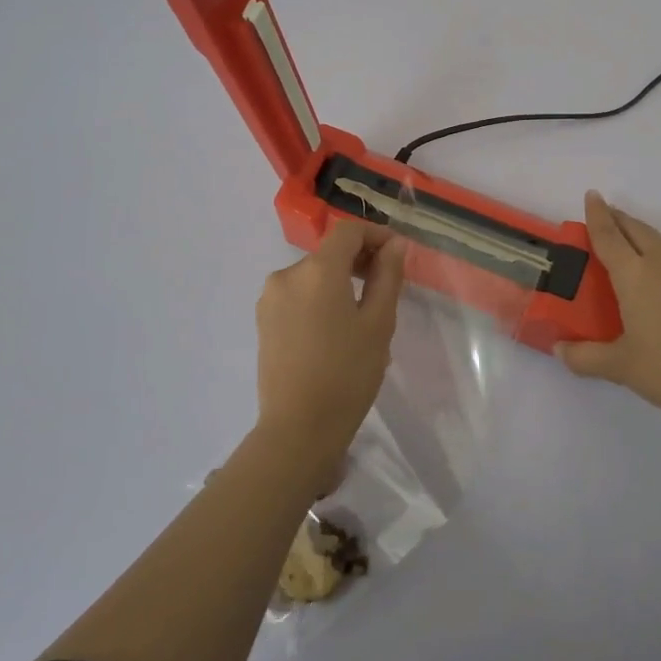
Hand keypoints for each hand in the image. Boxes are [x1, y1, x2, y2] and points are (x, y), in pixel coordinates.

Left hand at [255, 220, 406, 470]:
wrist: (298, 429)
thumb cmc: (347, 373)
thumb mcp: (379, 323)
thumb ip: (388, 276)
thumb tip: (395, 244)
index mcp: (317, 270)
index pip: (348, 231)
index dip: (376, 234)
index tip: (397, 255)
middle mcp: (287, 274)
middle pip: (329, 253)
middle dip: (359, 260)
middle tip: (387, 287)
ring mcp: (270, 298)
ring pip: (313, 275)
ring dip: (339, 282)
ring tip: (363, 315)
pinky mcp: (263, 321)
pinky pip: (298, 296)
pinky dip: (320, 299)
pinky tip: (335, 331)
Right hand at [558, 191, 660, 425]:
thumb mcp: (620, 367)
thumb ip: (585, 357)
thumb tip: (559, 351)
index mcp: (634, 275)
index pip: (608, 235)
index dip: (597, 214)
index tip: (592, 195)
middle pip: (637, 229)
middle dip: (620, 219)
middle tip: (608, 216)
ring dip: (648, 237)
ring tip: (640, 246)